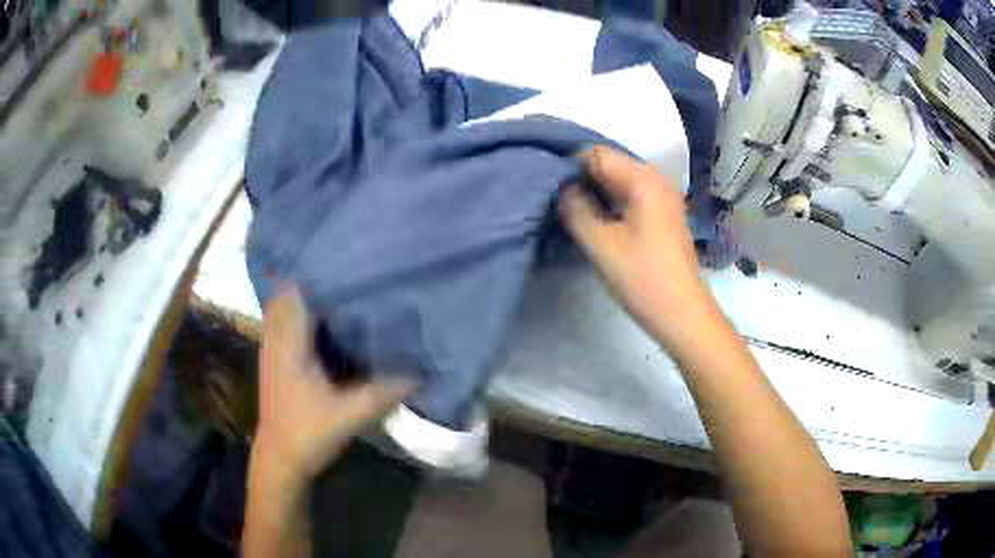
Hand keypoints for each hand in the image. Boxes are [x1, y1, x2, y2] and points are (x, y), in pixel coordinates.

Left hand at [255, 286, 414, 486]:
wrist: (280, 459)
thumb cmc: (307, 433)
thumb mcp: (348, 415)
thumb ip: (383, 392)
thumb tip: (421, 375)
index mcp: (289, 343)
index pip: (295, 291)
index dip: (317, 272)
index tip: (348, 263)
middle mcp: (276, 339)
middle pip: (287, 292)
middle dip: (312, 278)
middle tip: (346, 270)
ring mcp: (273, 349)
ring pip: (284, 307)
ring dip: (306, 295)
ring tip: (339, 286)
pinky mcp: (277, 360)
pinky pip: (286, 323)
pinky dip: (302, 314)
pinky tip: (326, 319)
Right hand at [559, 146, 721, 344]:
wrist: (683, 314)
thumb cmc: (642, 278)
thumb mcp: (601, 244)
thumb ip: (576, 209)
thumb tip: (564, 189)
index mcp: (643, 179)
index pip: (598, 154)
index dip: (571, 166)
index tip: (551, 188)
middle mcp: (657, 180)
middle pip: (612, 165)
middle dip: (584, 179)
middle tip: (559, 201)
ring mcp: (664, 199)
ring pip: (622, 182)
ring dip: (598, 193)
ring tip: (574, 212)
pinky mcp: (665, 217)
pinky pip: (633, 197)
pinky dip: (614, 204)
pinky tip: (599, 222)